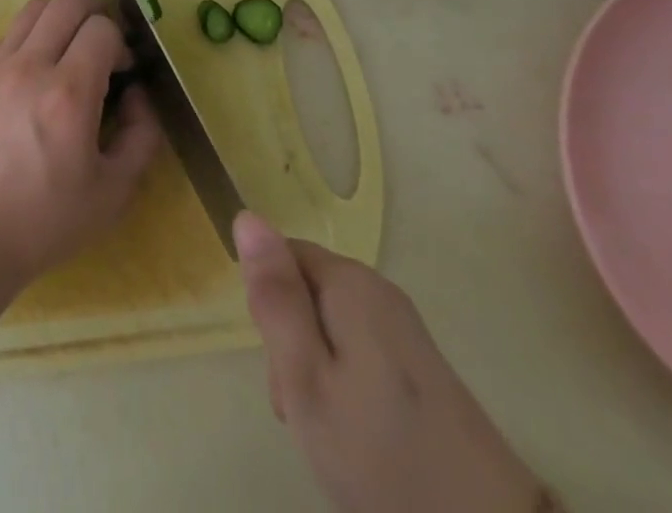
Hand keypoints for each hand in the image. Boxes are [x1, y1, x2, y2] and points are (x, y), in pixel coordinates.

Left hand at [0, 0, 161, 298]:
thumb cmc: (42, 223)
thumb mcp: (112, 194)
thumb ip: (140, 137)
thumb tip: (139, 95)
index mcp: (68, 94)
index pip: (102, 28)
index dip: (121, 44)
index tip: (124, 73)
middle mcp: (30, 66)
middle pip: (67, 2)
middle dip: (95, 17)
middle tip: (102, 51)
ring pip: (34, 8)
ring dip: (60, 20)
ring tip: (69, 55)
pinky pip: (9, 34)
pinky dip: (31, 40)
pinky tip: (35, 78)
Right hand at [235, 213, 554, 512]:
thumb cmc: (381, 456)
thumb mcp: (306, 377)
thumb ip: (275, 296)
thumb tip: (247, 216)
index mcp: (350, 283)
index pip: (281, 257)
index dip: (270, 307)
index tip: (282, 366)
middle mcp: (380, 291)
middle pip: (308, 293)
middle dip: (293, 344)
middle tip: (303, 410)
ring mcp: (407, 331)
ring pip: (332, 329)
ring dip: (318, 371)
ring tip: (330, 434)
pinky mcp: (425, 370)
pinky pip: (362, 355)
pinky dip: (348, 389)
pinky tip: (359, 438)